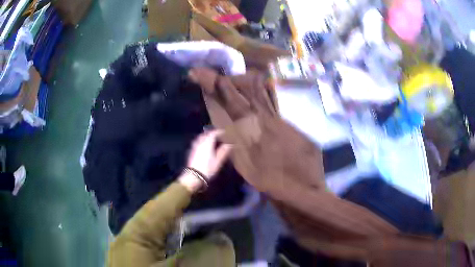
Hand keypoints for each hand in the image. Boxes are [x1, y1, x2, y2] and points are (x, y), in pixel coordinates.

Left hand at [179, 130, 231, 191]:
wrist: (194, 177)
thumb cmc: (208, 168)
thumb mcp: (218, 161)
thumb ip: (223, 151)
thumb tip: (229, 144)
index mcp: (207, 143)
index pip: (213, 134)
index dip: (218, 132)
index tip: (223, 132)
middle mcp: (200, 143)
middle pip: (205, 134)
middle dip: (211, 133)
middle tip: (217, 135)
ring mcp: (194, 147)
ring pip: (200, 138)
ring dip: (205, 136)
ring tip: (210, 139)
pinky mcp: (191, 152)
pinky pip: (197, 142)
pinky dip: (201, 141)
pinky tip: (203, 146)